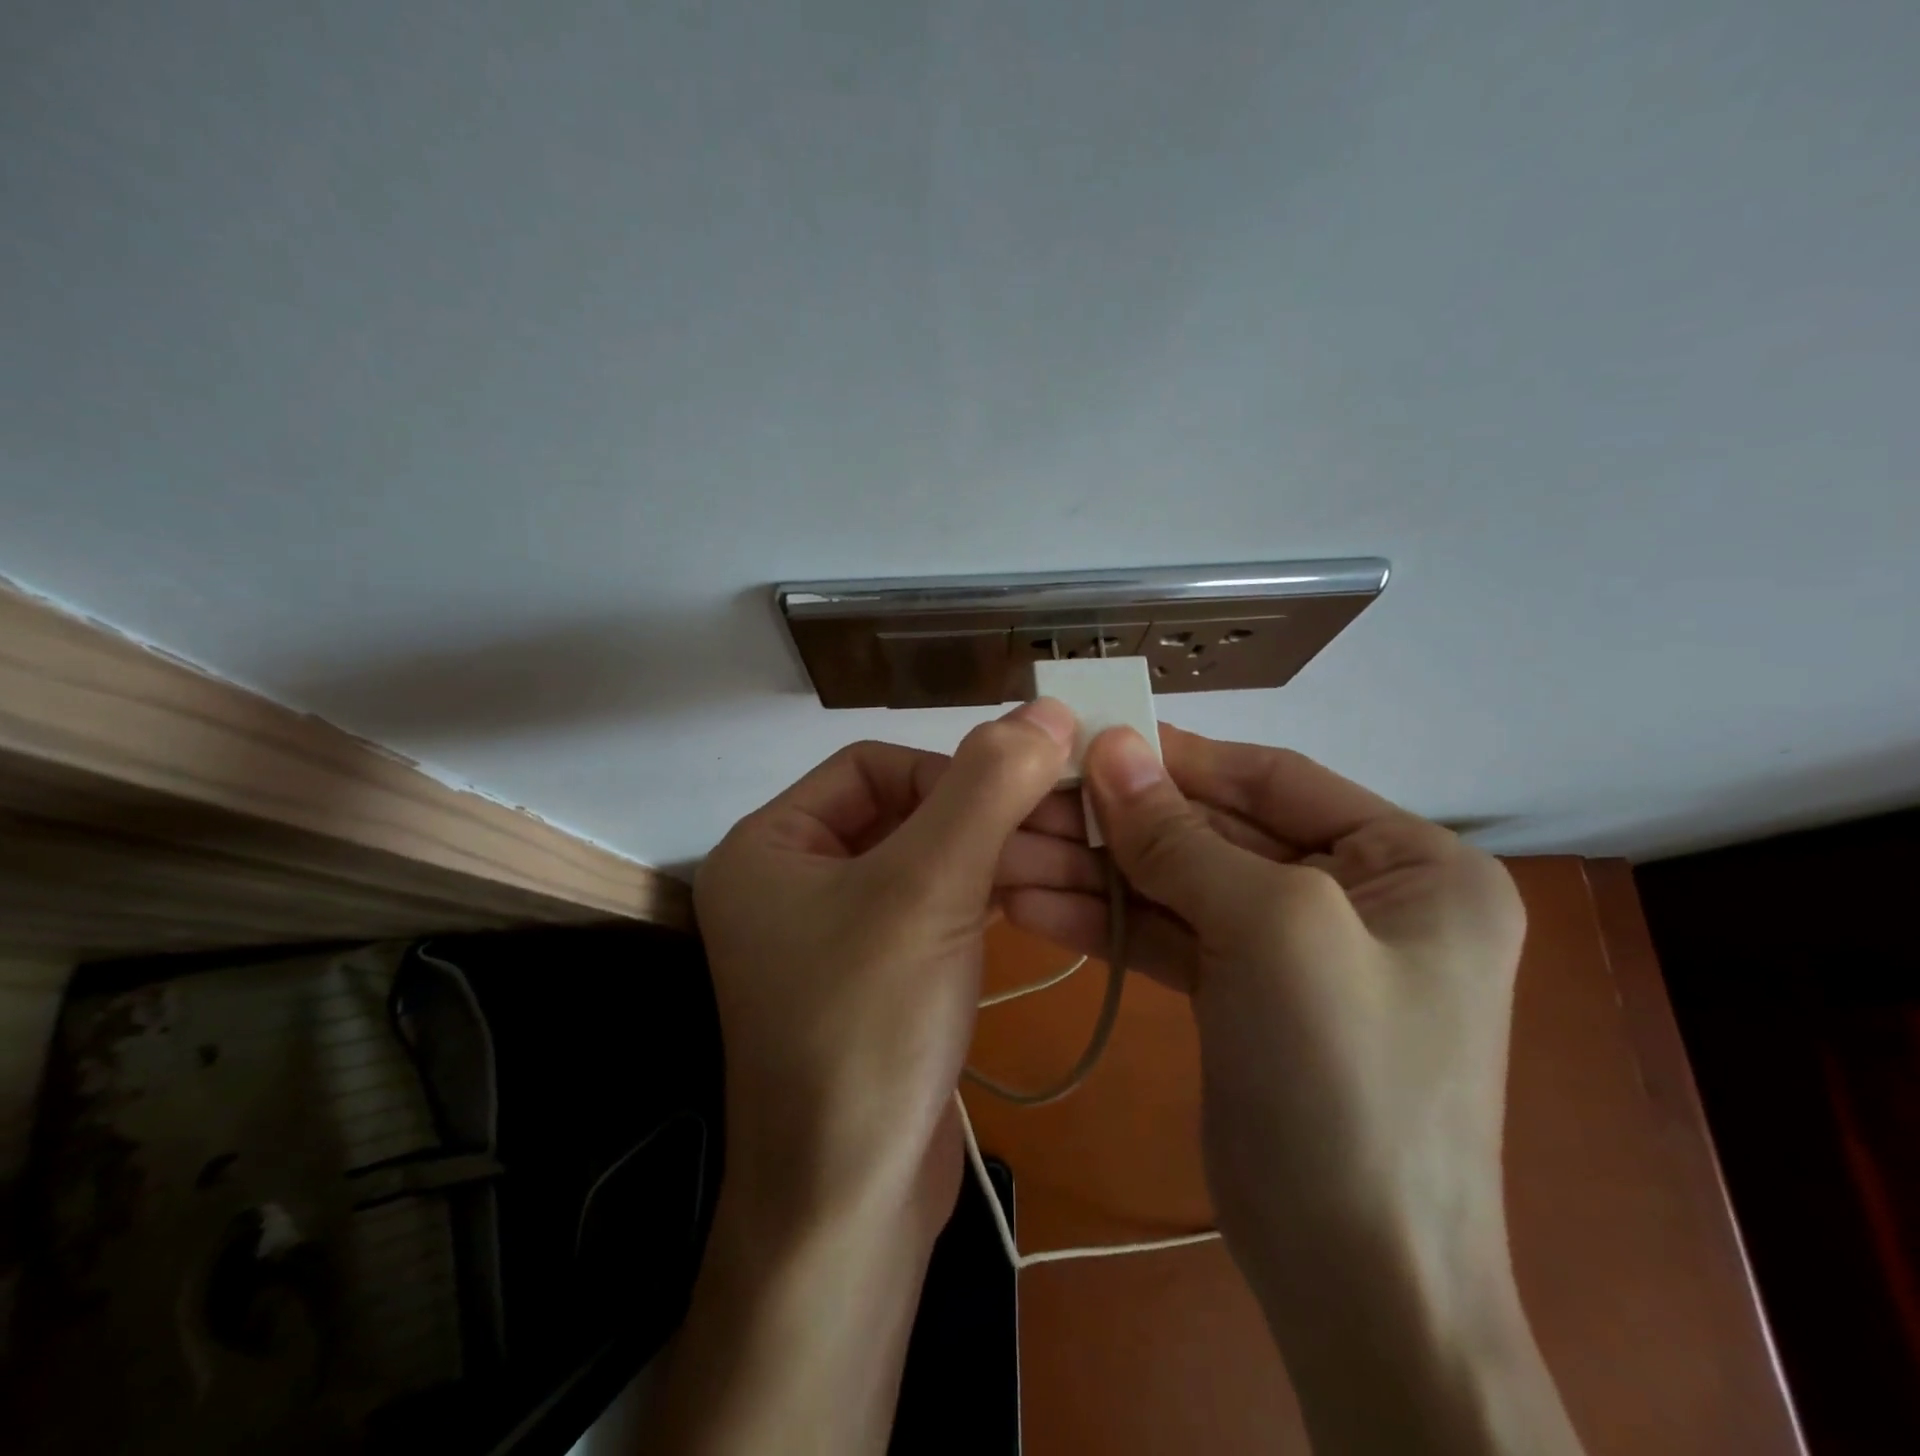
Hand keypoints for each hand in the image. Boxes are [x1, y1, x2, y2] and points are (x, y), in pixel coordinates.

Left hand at [644, 701, 1075, 1454]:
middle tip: (1069, 822)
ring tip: (1071, 858)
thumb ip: (988, 787)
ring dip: (995, 854)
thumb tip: (1048, 709)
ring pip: (927, 861)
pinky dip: (983, 895)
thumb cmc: (869, 1027)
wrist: (852, 1204)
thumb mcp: (929, 888)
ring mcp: (834, 933)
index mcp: (769, 845)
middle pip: (904, 811)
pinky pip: (932, 909)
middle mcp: (791, 881)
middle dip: (985, 815)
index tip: (1018, 797)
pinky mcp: (875, 976)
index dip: (948, 771)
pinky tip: (1036, 894)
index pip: (872, 766)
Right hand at [1005, 724, 1582, 1455]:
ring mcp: (1294, 949)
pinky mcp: (1244, 996)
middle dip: (1119, 823)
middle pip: (1215, 832)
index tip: (1089, 741)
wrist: (1359, 1287)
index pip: (1272, 778)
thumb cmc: (1345, 1082)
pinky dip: (1106, 920)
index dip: (1178, 758)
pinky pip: (1171, 936)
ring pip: (1181, 886)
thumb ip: (1182, 835)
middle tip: (1027, 800)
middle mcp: (1359, 895)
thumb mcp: (1272, 930)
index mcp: (1411, 862)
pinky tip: (1033, 902)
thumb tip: (1113, 746)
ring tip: (1007, 852)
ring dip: (1096, 871)